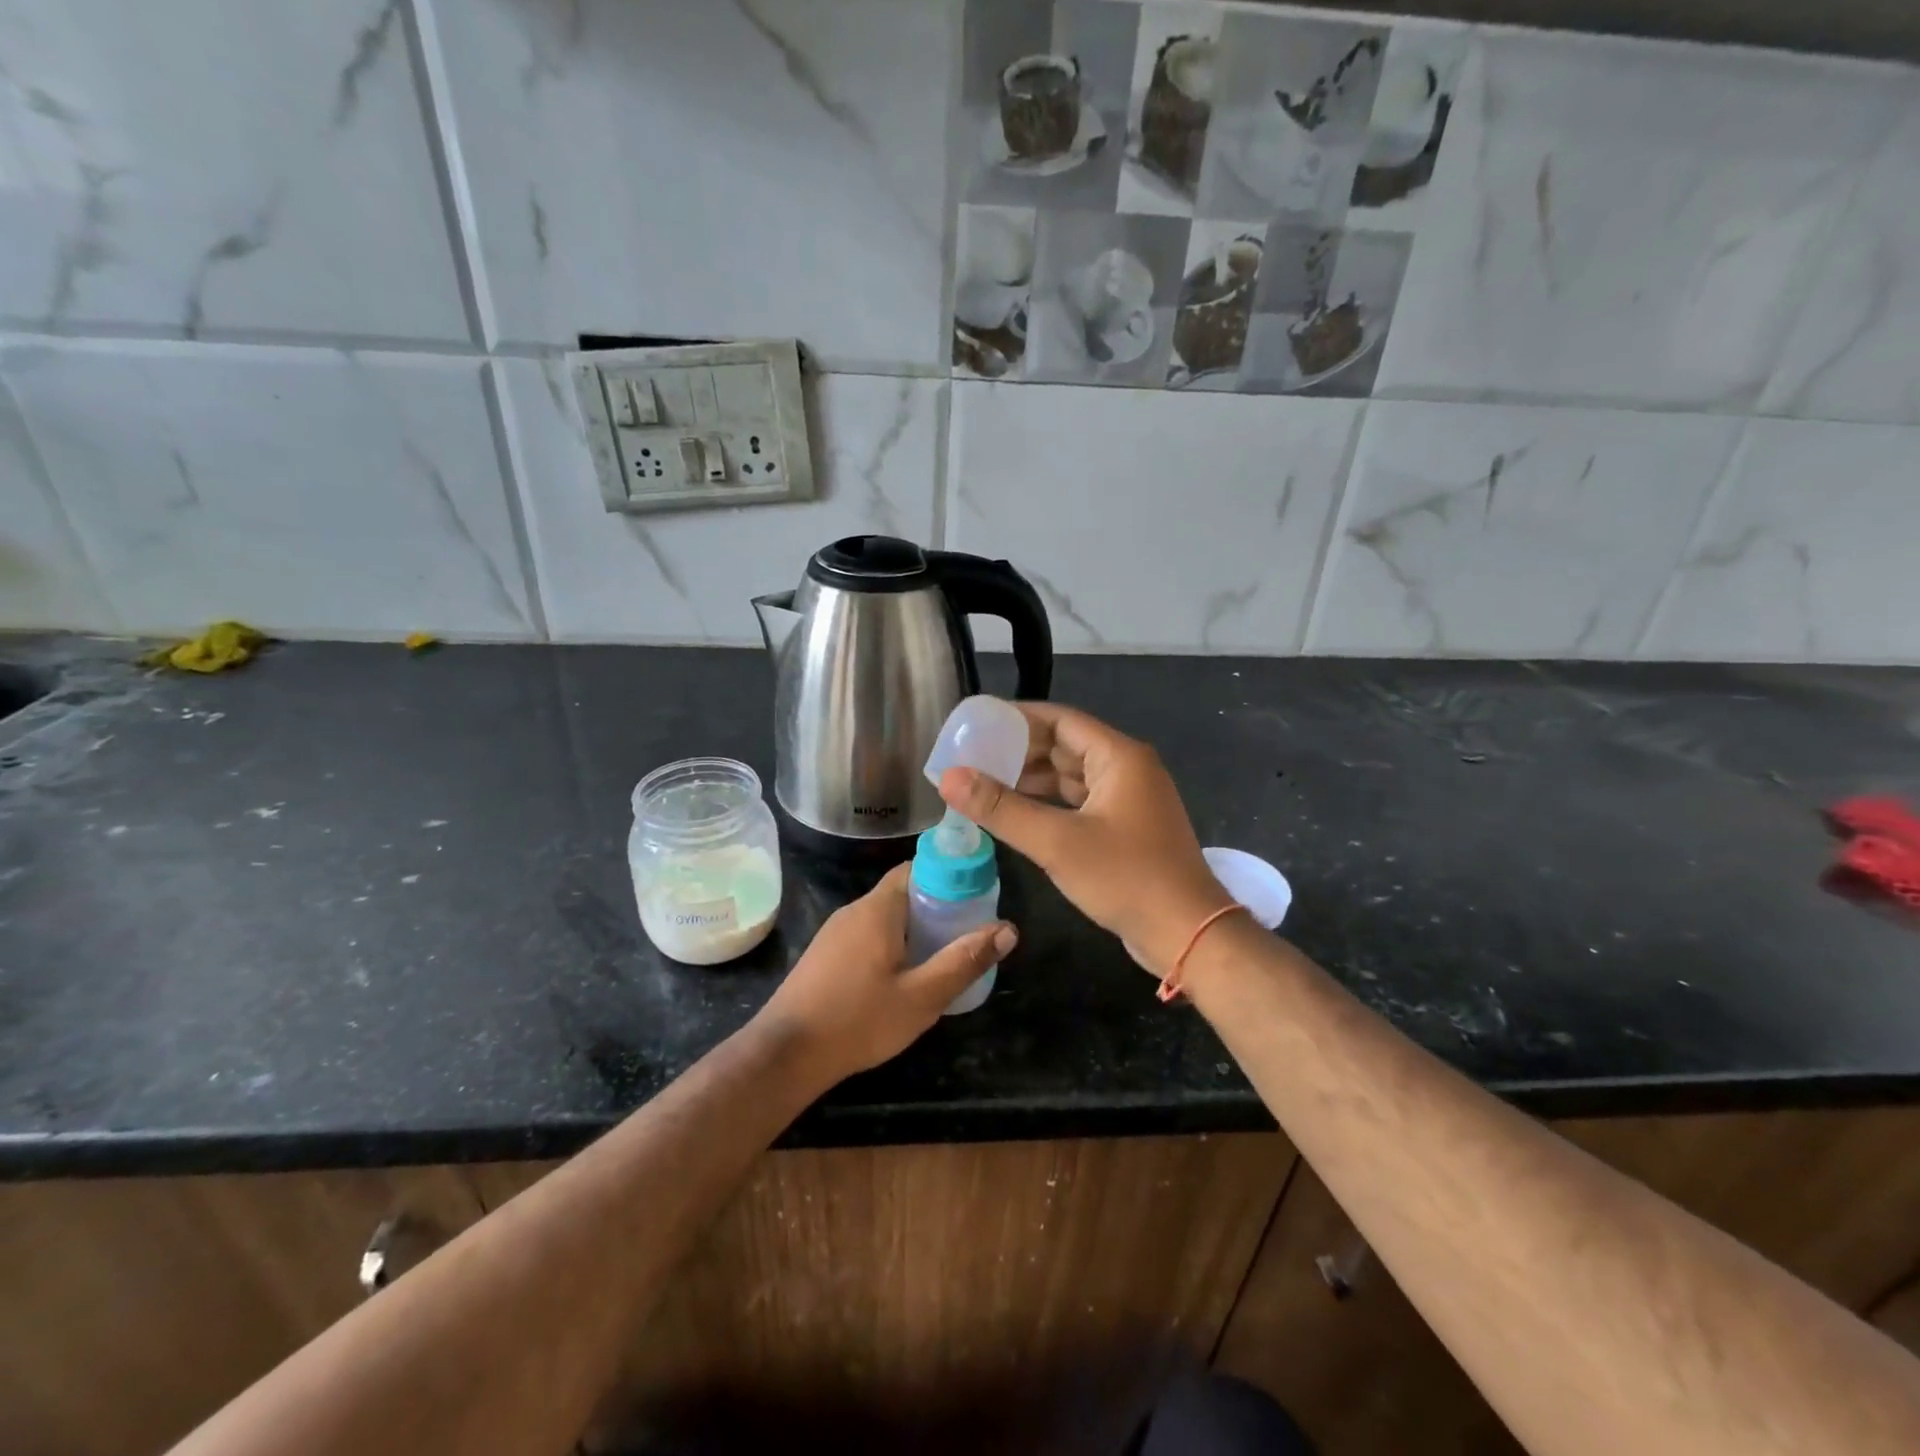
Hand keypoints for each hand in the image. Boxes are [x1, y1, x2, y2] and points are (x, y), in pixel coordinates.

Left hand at [757, 863, 1015, 1086]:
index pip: (918, 868)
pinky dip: (892, 944)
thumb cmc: (859, 1020)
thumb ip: (964, 960)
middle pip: (903, 892)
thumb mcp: (922, 996)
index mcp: (879, 908)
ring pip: (885, 917)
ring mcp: (835, 932)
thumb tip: (1008, 929)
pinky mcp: (825, 955)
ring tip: (942, 956)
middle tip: (966, 933)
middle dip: (937, 906)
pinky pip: (867, 935)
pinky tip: (903, 976)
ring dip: (914, 928)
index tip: (976, 898)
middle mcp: (854, 910)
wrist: (785, 1054)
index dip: (949, 877)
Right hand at [939, 702, 1229, 979]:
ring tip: (984, 784)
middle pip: (1065, 745)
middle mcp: (1126, 768)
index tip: (977, 725)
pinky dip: (1049, 803)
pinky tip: (1018, 814)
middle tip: (972, 757)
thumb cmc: (1126, 878)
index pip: (1060, 719)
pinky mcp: (1125, 827)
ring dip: (1031, 779)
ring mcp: (1128, 799)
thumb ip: (1001, 808)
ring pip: (1071, 776)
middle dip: (1019, 751)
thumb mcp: (1057, 842)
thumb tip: (949, 777)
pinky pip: (1079, 801)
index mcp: (1118, 756)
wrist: (1187, 934)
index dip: (1017, 719)